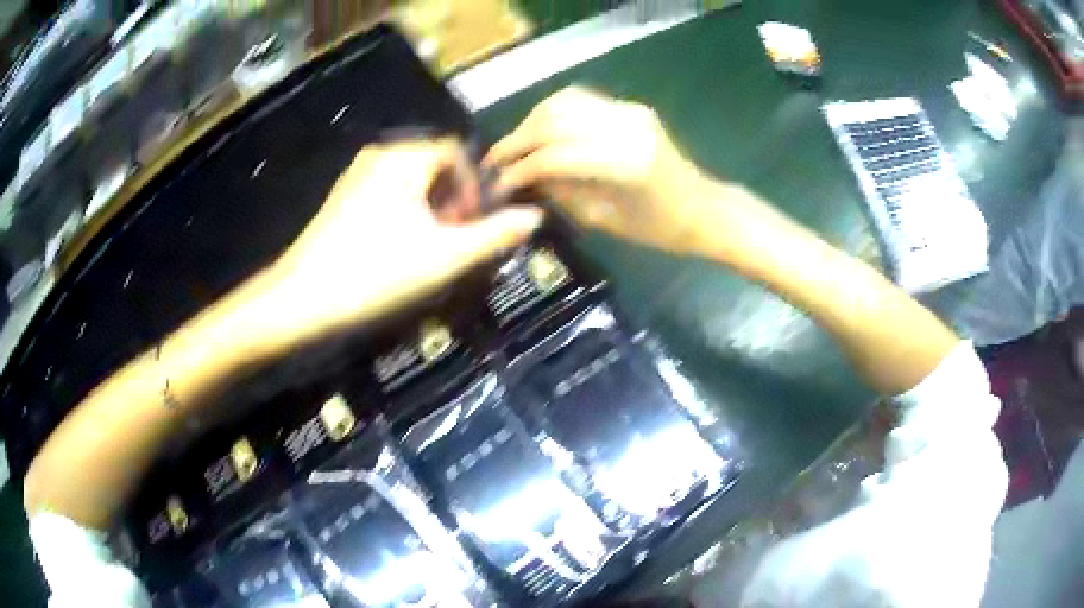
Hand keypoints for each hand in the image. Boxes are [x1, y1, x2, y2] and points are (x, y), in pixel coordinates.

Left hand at [260, 138, 542, 345]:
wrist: (303, 299)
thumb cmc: (378, 271)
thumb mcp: (445, 256)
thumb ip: (493, 234)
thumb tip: (535, 217)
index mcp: (405, 157)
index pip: (455, 152)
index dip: (472, 186)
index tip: (471, 223)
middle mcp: (379, 154)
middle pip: (432, 164)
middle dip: (451, 198)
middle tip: (452, 238)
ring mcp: (355, 175)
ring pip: (408, 179)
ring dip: (428, 206)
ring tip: (428, 246)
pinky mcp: (340, 197)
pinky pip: (385, 191)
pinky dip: (403, 210)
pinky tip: (396, 247)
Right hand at [483, 87, 709, 253]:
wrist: (702, 208)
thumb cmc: (659, 229)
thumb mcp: (604, 220)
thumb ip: (561, 192)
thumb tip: (523, 177)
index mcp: (625, 163)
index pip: (555, 154)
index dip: (520, 167)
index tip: (498, 182)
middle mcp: (626, 127)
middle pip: (554, 119)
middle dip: (518, 139)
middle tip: (496, 160)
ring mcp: (630, 111)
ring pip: (564, 102)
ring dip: (532, 121)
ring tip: (515, 146)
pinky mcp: (631, 107)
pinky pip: (581, 102)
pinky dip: (553, 114)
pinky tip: (541, 132)